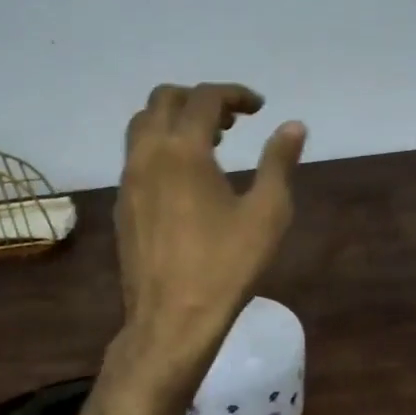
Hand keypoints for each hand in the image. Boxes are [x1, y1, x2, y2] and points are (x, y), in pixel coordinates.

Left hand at [115, 83, 305, 370]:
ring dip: (175, 119)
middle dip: (200, 99)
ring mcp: (128, 179)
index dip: (235, 94)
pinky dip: (160, 145)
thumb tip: (293, 126)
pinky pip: (136, 154)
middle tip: (233, 121)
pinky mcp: (122, 203)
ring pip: (143, 125)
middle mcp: (148, 154)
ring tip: (211, 142)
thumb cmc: (225, 266)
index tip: (259, 108)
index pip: (205, 98)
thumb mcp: (267, 214)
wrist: (171, 320)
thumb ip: (279, 162)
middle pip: (164, 99)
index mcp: (183, 150)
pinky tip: (186, 176)